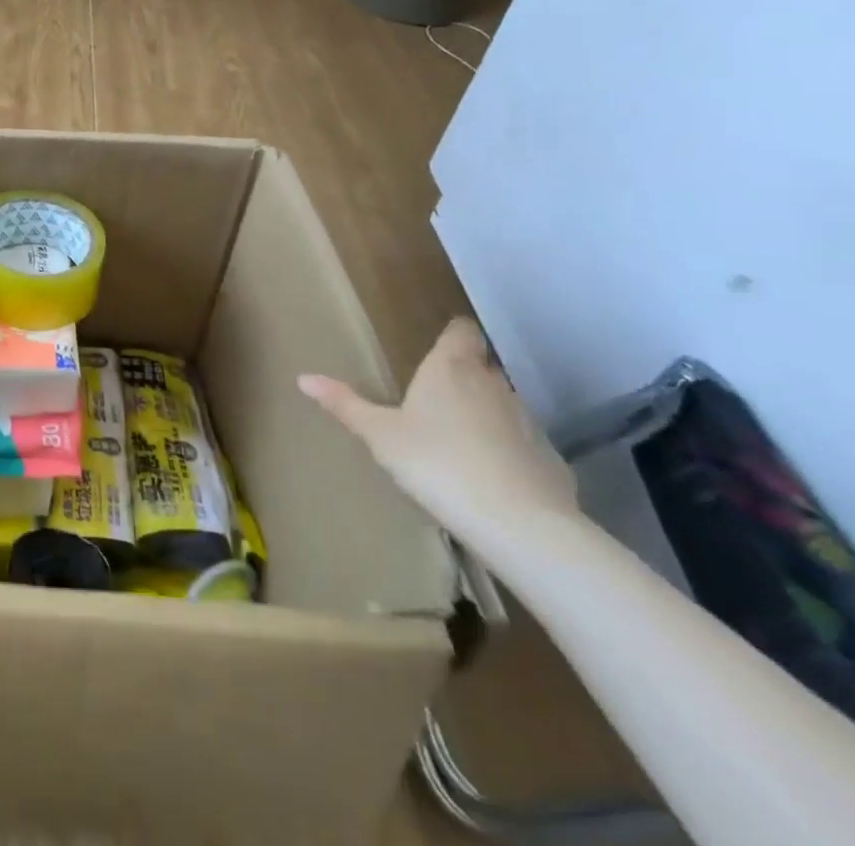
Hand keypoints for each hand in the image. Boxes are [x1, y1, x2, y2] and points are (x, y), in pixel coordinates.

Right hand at [297, 318, 577, 542]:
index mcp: (451, 368)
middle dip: (462, 376)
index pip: (462, 330)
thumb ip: (345, 404)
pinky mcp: (551, 458)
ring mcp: (528, 420)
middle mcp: (493, 383)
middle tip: (433, 399)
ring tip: (458, 440)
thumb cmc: (437, 463)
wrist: (519, 524)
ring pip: (502, 404)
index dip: (452, 334)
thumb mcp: (379, 435)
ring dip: (484, 413)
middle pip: (481, 367)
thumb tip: (303, 378)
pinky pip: (523, 443)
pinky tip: (490, 476)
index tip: (437, 345)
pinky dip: (507, 450)